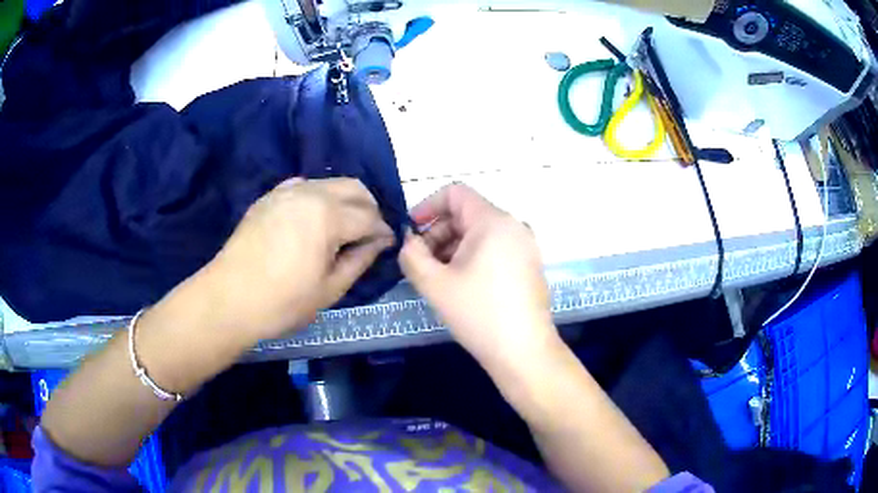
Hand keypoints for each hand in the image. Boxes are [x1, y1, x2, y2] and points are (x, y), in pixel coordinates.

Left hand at [205, 177, 394, 340]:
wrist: (229, 299)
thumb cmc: (283, 302)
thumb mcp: (330, 289)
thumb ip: (360, 260)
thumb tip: (379, 242)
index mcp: (328, 216)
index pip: (370, 216)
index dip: (383, 231)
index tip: (387, 245)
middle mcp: (310, 193)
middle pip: (354, 188)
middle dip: (369, 208)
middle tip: (369, 234)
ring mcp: (287, 191)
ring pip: (329, 183)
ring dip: (345, 201)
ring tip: (343, 228)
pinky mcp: (270, 197)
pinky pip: (304, 187)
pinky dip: (319, 198)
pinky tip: (314, 221)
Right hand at [399, 184, 557, 368]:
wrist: (524, 351)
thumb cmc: (478, 313)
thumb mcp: (435, 283)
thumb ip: (412, 255)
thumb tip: (409, 241)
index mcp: (493, 221)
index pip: (455, 193)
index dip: (427, 206)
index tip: (411, 232)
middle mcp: (514, 226)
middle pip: (467, 214)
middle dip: (438, 233)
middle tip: (420, 263)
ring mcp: (526, 246)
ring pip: (480, 233)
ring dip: (452, 248)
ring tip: (438, 278)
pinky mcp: (529, 265)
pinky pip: (495, 249)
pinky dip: (472, 257)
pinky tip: (461, 285)